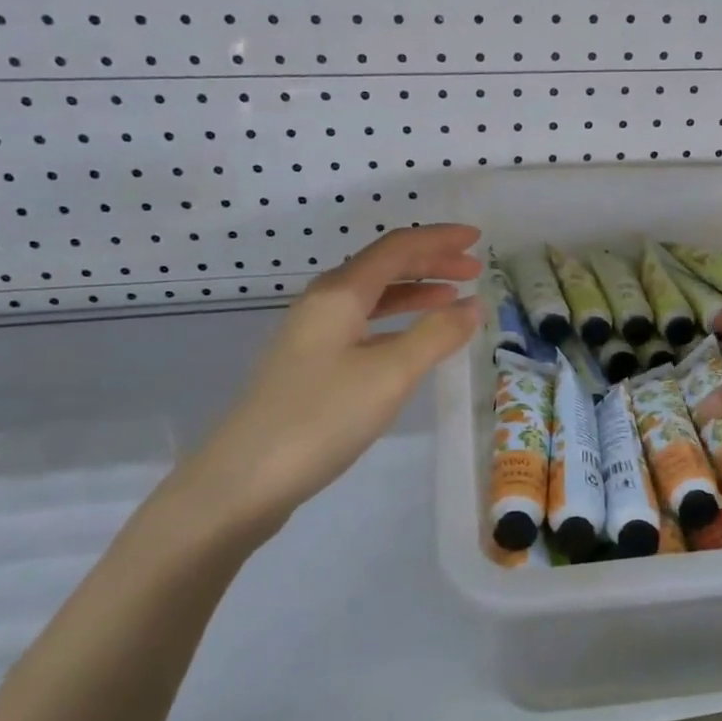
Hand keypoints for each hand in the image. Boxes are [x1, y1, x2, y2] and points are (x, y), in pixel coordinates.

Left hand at [163, 225, 481, 545]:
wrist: (243, 481)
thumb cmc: (321, 418)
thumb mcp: (390, 374)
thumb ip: (435, 334)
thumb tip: (473, 305)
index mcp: (339, 293)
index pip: (397, 248)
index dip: (439, 240)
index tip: (478, 240)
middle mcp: (323, 304)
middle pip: (383, 266)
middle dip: (430, 262)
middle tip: (474, 270)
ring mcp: (313, 336)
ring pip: (373, 297)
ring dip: (415, 291)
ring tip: (453, 299)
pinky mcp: (310, 366)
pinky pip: (363, 326)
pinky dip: (396, 322)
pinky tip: (412, 340)